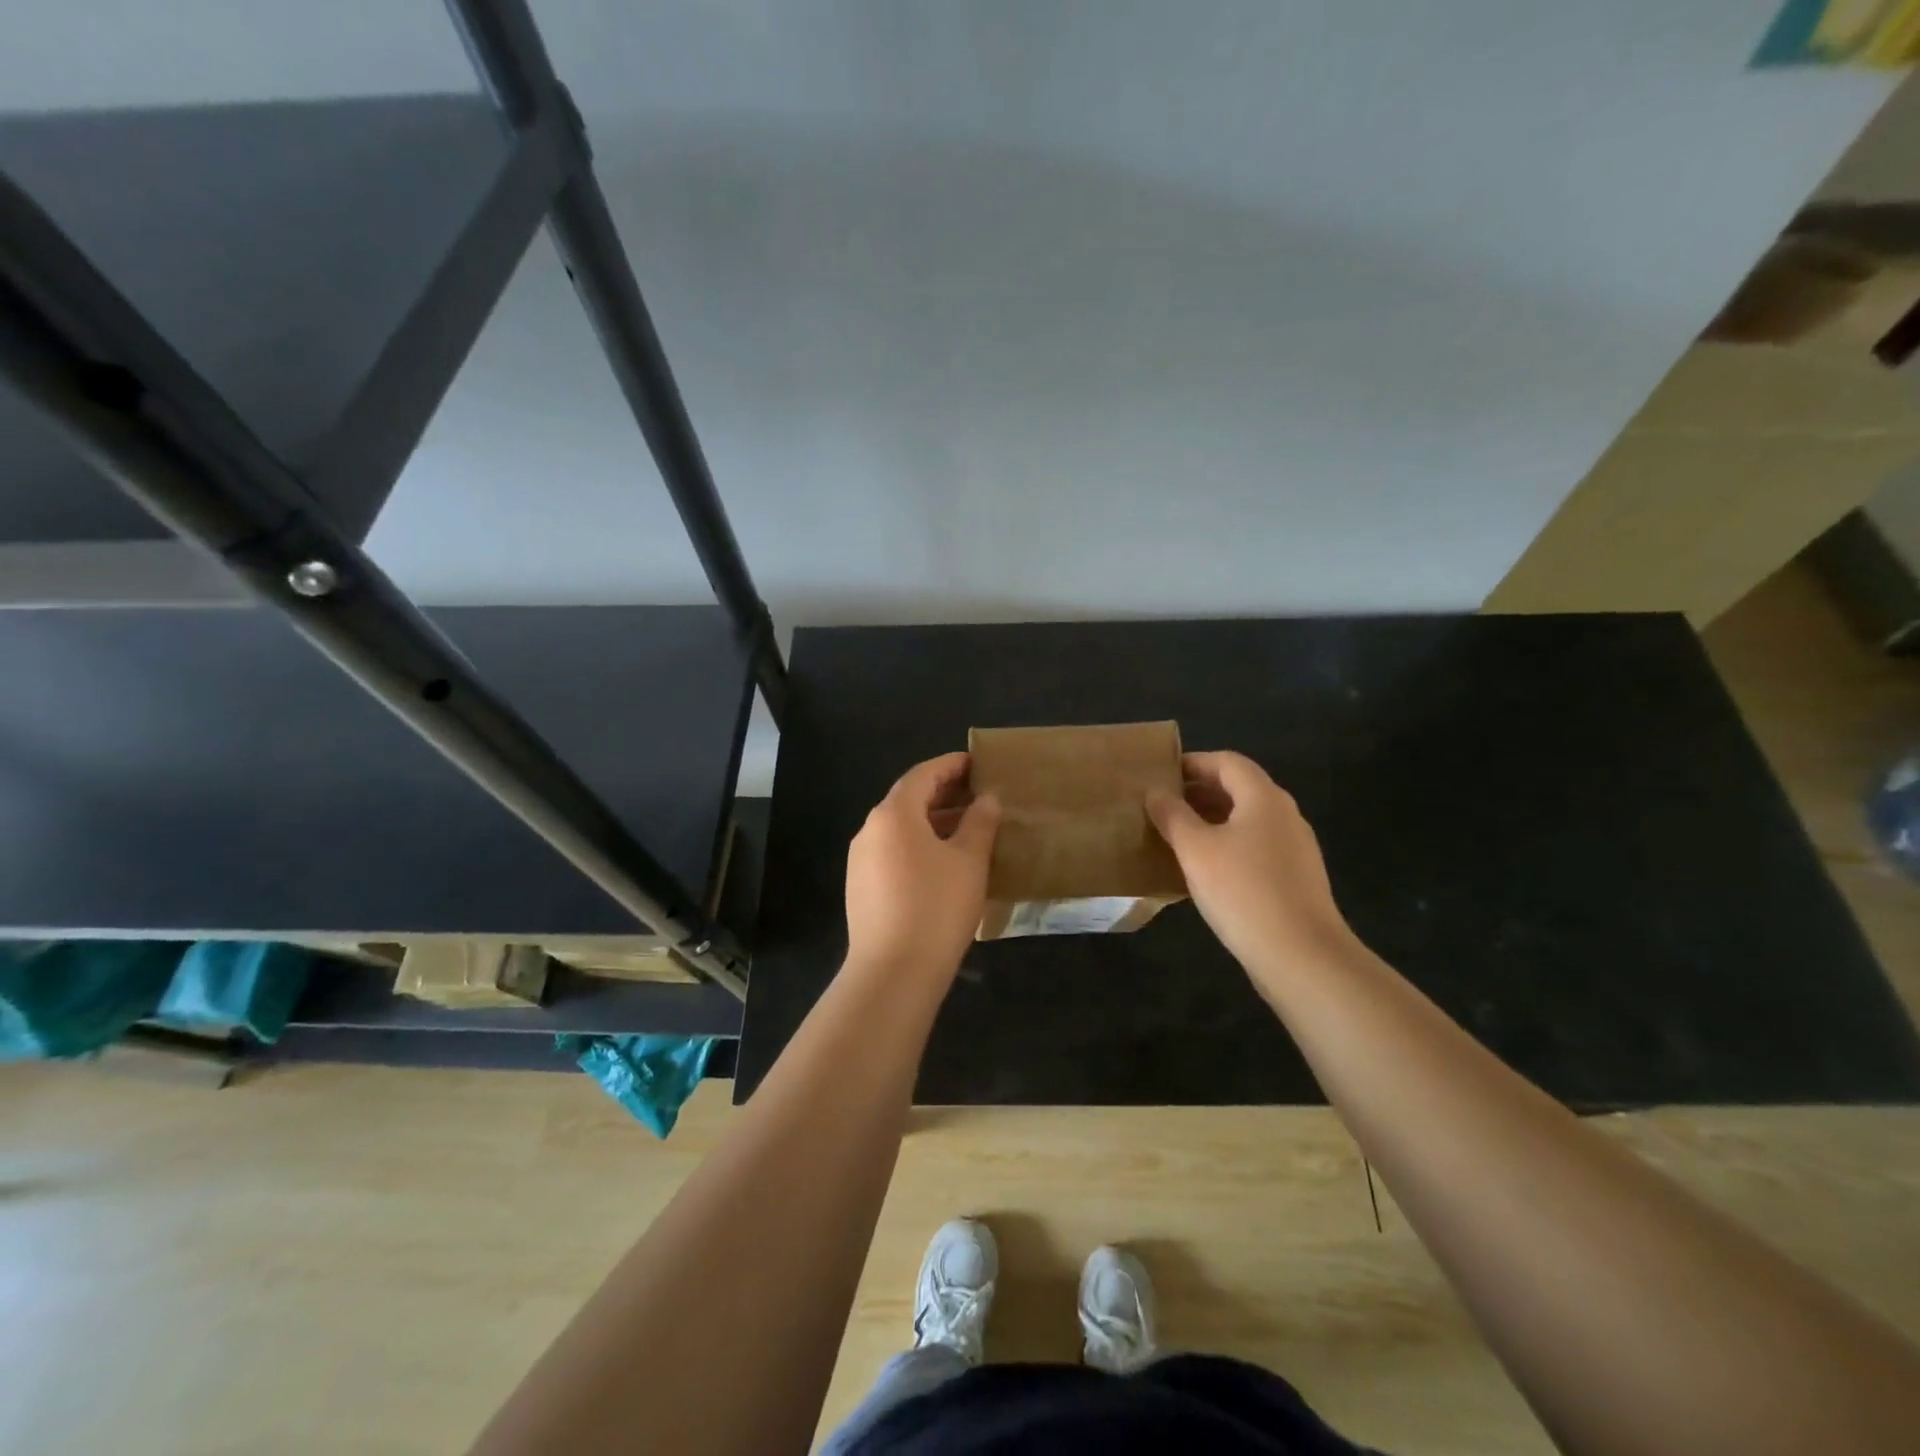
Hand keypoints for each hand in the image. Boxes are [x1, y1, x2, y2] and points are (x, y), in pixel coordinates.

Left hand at [845, 752, 1001, 981]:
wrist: (893, 972)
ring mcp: (860, 860)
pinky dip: (918, 846)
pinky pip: (893, 852)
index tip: (977, 764)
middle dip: (944, 794)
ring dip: (932, 822)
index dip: (952, 766)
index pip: (923, 774)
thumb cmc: (936, 906)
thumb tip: (987, 798)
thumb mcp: (969, 860)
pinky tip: (943, 864)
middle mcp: (870, 829)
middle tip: (978, 796)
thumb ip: (980, 822)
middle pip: (908, 799)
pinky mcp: (860, 887)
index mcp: (894, 813)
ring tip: (967, 831)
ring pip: (900, 828)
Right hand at [1147, 751, 1354, 983]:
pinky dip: (1228, 846)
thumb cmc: (1242, 891)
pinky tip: (1205, 871)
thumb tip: (1155, 793)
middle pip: (1240, 789)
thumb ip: (1172, 816)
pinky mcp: (1296, 879)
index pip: (1227, 762)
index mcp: (1264, 798)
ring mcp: (1295, 848)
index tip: (1161, 774)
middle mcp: (1285, 815)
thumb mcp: (1195, 850)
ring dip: (1212, 820)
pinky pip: (1256, 848)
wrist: (1301, 956)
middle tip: (1162, 805)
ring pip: (1248, 820)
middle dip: (1200, 792)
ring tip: (1177, 836)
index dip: (1193, 763)